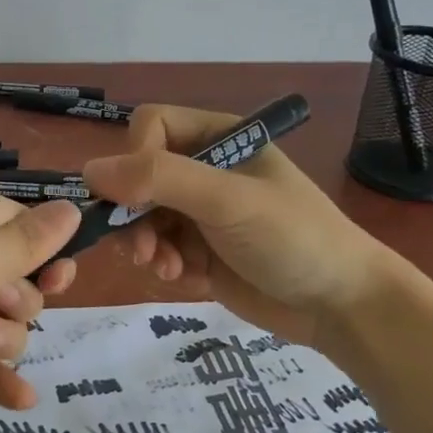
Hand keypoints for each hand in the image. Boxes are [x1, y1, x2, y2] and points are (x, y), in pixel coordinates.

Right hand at [82, 104, 397, 346]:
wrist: (342, 305)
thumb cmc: (293, 237)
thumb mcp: (228, 199)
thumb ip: (161, 179)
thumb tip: (90, 170)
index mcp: (218, 137)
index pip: (150, 127)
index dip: (134, 158)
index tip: (135, 197)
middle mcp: (205, 169)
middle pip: (138, 176)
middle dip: (135, 214)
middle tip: (141, 250)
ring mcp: (201, 212)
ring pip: (141, 216)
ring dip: (146, 244)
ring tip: (166, 269)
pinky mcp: (200, 251)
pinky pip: (158, 249)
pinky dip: (165, 265)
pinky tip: (187, 281)